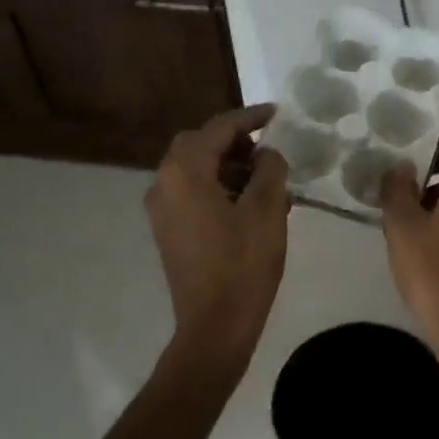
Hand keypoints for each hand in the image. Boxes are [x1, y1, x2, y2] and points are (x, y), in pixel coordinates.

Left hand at [146, 105, 290, 367]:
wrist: (215, 325)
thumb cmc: (244, 264)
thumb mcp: (268, 209)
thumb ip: (270, 168)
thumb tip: (266, 154)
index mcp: (185, 172)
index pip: (219, 128)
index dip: (250, 117)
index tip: (276, 113)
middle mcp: (164, 183)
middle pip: (198, 144)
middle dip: (234, 142)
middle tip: (267, 151)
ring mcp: (161, 209)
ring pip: (194, 169)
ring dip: (227, 166)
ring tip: (266, 182)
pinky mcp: (167, 230)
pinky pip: (191, 192)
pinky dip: (217, 187)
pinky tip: (248, 205)